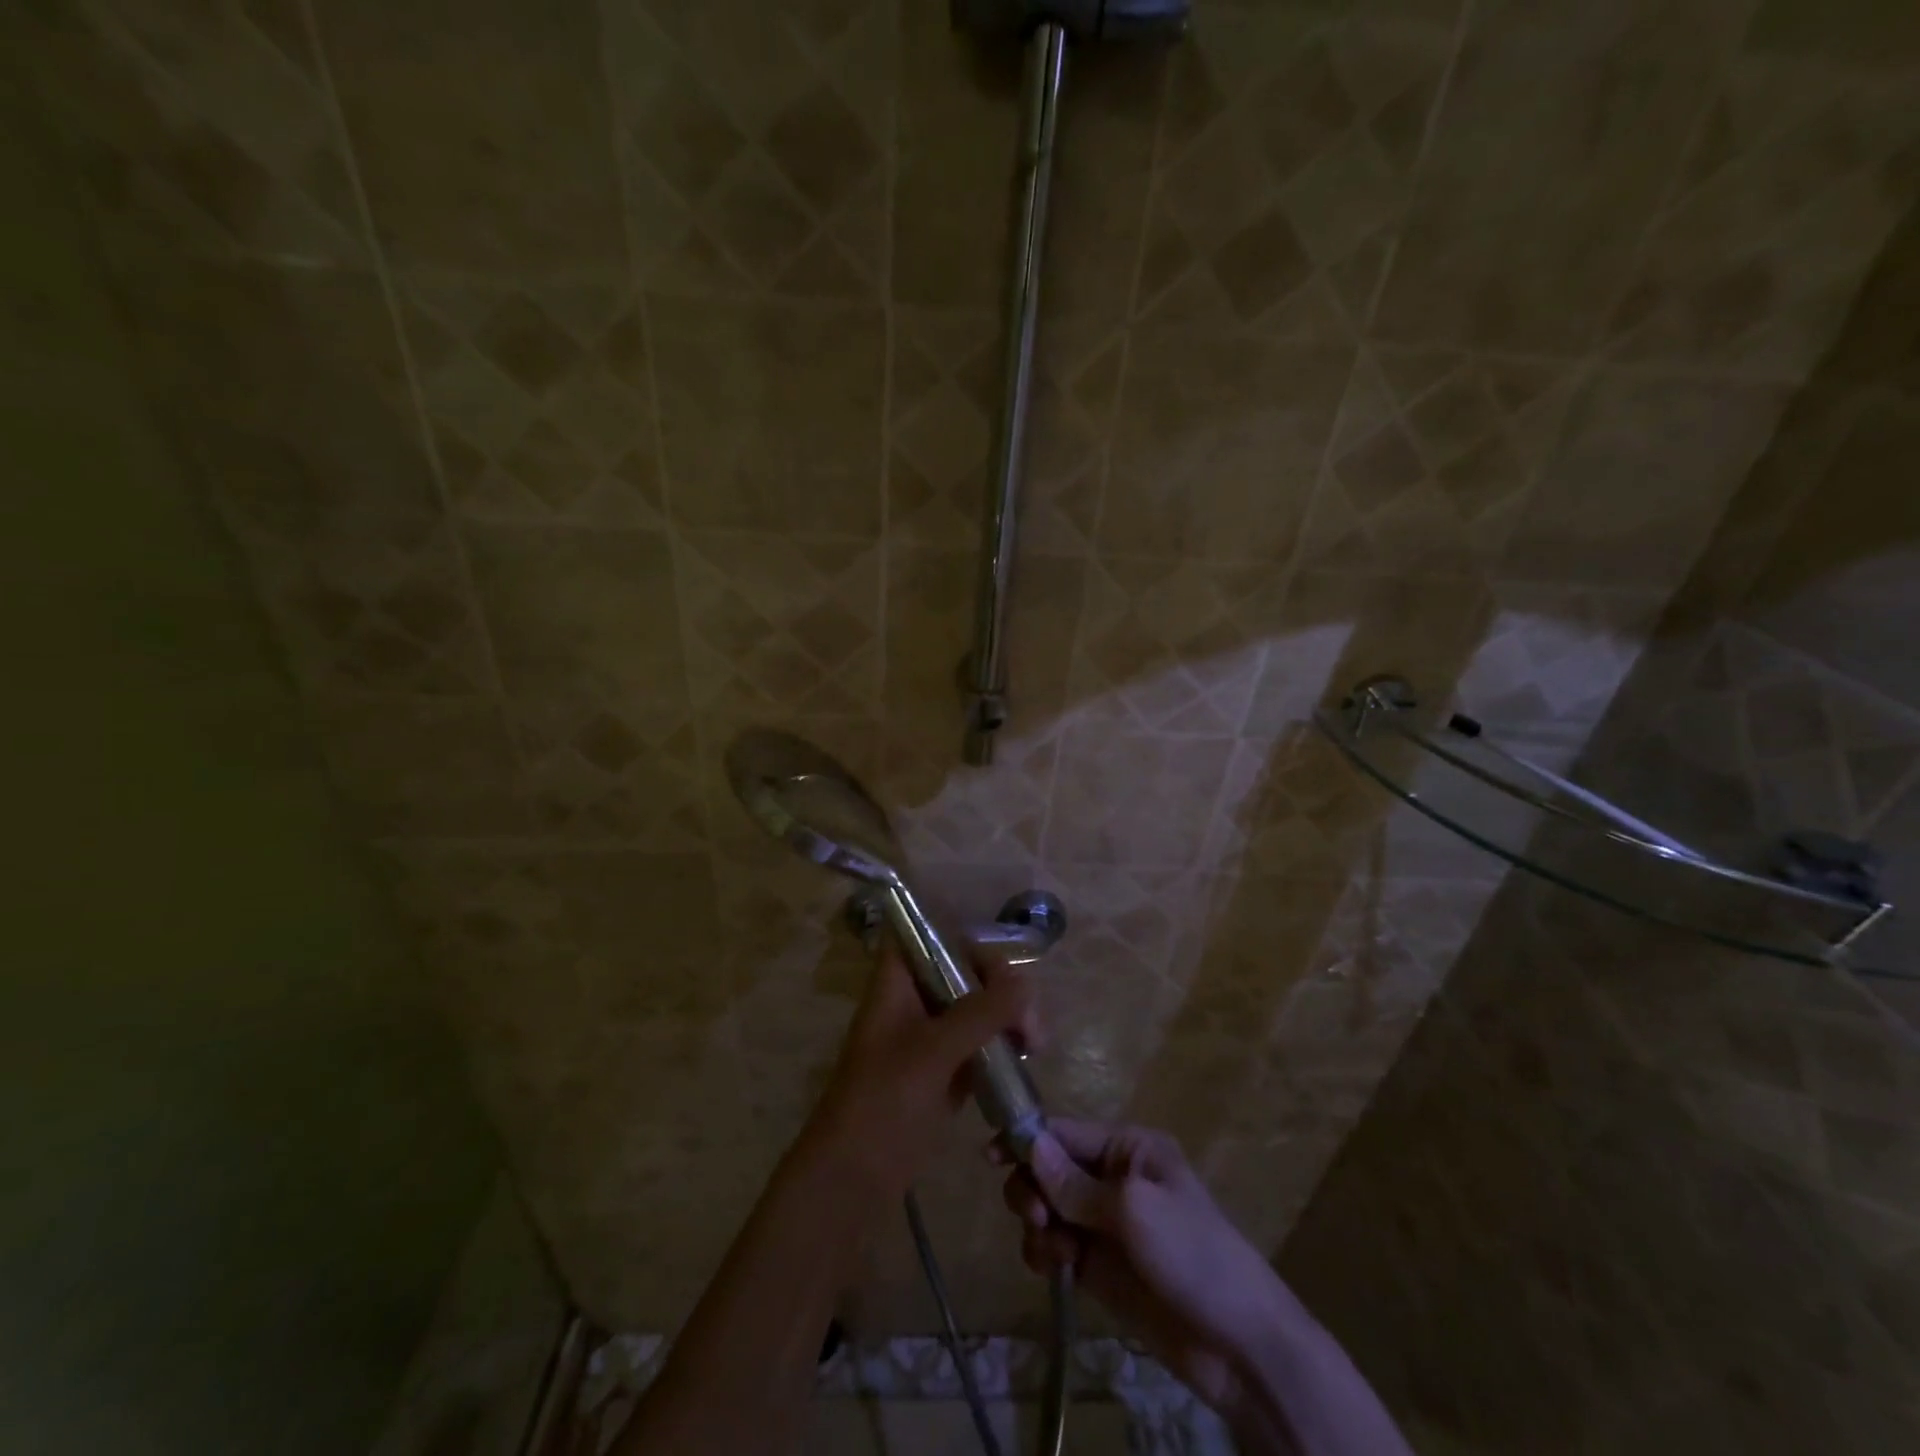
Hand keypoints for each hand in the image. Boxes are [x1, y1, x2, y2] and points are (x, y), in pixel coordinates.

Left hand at [805, 942, 1037, 1203]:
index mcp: (897, 982)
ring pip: (974, 1008)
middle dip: (1001, 988)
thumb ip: (980, 1013)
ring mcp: (927, 1037)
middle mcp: (912, 1000)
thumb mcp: (933, 1051)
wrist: (852, 1179)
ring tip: (1034, 1045)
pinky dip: (1000, 1046)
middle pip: (962, 971)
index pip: (931, 934)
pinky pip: (977, 1043)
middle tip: (1030, 1024)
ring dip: (1006, 1018)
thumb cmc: (883, 1102)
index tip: (1003, 968)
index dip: (965, 939)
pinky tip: (1023, 1061)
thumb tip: (1025, 984)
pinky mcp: (940, 1071)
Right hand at [997, 1121, 1303, 1419]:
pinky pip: (1056, 1245)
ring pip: (1048, 1207)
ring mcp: (1105, 1224)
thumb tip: (1030, 1145)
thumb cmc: (1192, 1254)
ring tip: (1051, 1249)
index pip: (1065, 1132)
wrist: (1239, 1345)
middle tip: (1033, 1216)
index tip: (990, 1156)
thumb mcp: (1133, 1210)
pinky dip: (1046, 1252)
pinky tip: (1055, 1268)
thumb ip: (1075, 1183)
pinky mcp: (1098, 1266)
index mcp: (1128, 1148)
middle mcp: (1113, 1177)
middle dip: (1032, 1187)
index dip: (1027, 1139)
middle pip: (1050, 1168)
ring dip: (1037, 1222)